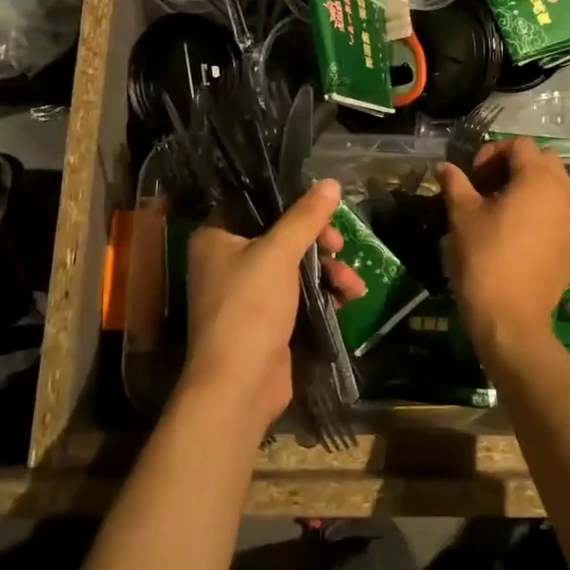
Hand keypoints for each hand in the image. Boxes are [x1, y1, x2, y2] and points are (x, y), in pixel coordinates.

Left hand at [184, 179, 365, 431]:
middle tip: (339, 246)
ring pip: (297, 265)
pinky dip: (324, 292)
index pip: (257, 204)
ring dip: (329, 270)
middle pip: (283, 234)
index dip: (293, 203)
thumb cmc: (249, 309)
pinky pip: (301, 293)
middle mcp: (228, 260)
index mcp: (216, 237)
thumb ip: (306, 217)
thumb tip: (331, 182)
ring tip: (352, 283)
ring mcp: (249, 292)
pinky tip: (350, 298)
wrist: (239, 387)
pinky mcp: (269, 318)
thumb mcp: (279, 254)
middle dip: (319, 242)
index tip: (324, 210)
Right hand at [436, 139, 569, 362]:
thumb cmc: (485, 259)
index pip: (521, 145)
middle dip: (516, 166)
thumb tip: (445, 167)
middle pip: (544, 160)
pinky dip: (542, 211)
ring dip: (531, 187)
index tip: (473, 176)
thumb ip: (456, 184)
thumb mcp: (463, 217)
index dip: (493, 152)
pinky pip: (560, 213)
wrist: (512, 319)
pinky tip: (517, 233)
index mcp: (538, 179)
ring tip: (502, 209)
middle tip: (488, 186)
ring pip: (556, 187)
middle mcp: (563, 193)